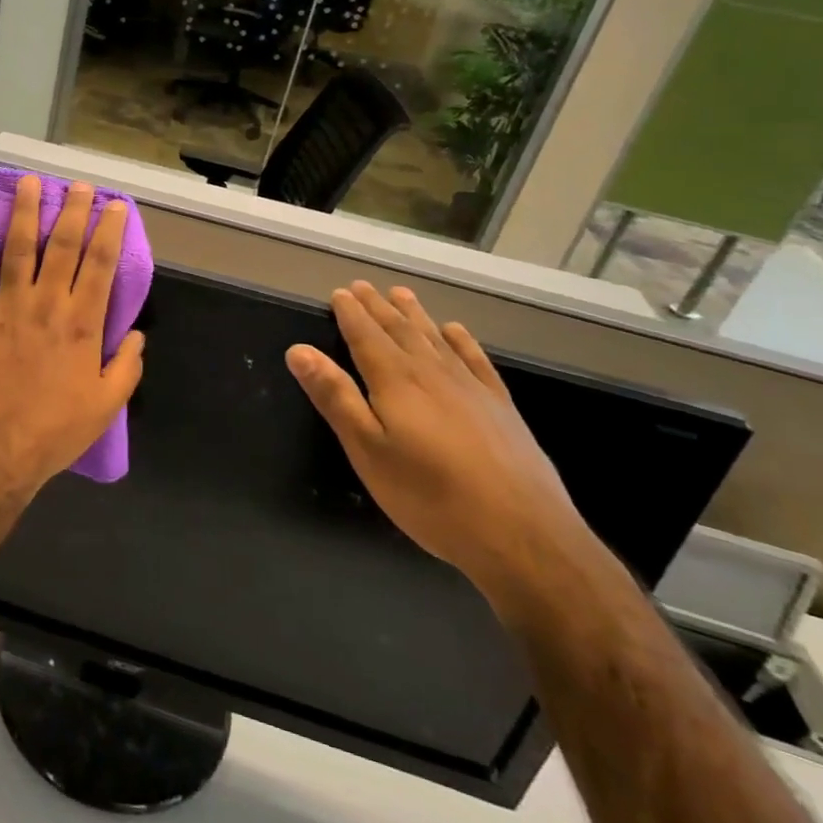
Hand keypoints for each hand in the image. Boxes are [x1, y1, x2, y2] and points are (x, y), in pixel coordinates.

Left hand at [0, 176, 144, 505]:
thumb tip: (137, 335)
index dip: (109, 231)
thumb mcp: (106, 406)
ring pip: (18, 247)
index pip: (101, 265)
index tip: (115, 206)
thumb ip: (127, 367)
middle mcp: (47, 304)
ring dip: (24, 212)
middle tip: (79, 186)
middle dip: (73, 211)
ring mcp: (8, 306)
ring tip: (29, 183)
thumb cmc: (54, 432)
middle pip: (62, 246)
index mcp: (83, 324)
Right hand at [286, 282, 591, 605]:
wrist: (523, 535)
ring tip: (401, 294)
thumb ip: (335, 397)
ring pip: (436, 338)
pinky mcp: (501, 408)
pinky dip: (462, 341)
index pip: (366, 336)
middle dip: (378, 307)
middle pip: (400, 330)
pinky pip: (476, 360)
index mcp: (396, 381)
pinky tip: (456, 332)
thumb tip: (299, 350)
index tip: (339, 293)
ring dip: (415, 315)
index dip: (351, 313)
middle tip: (362, 287)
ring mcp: (472, 388)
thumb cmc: (430, 496)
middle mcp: (433, 373)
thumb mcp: (367, 450)